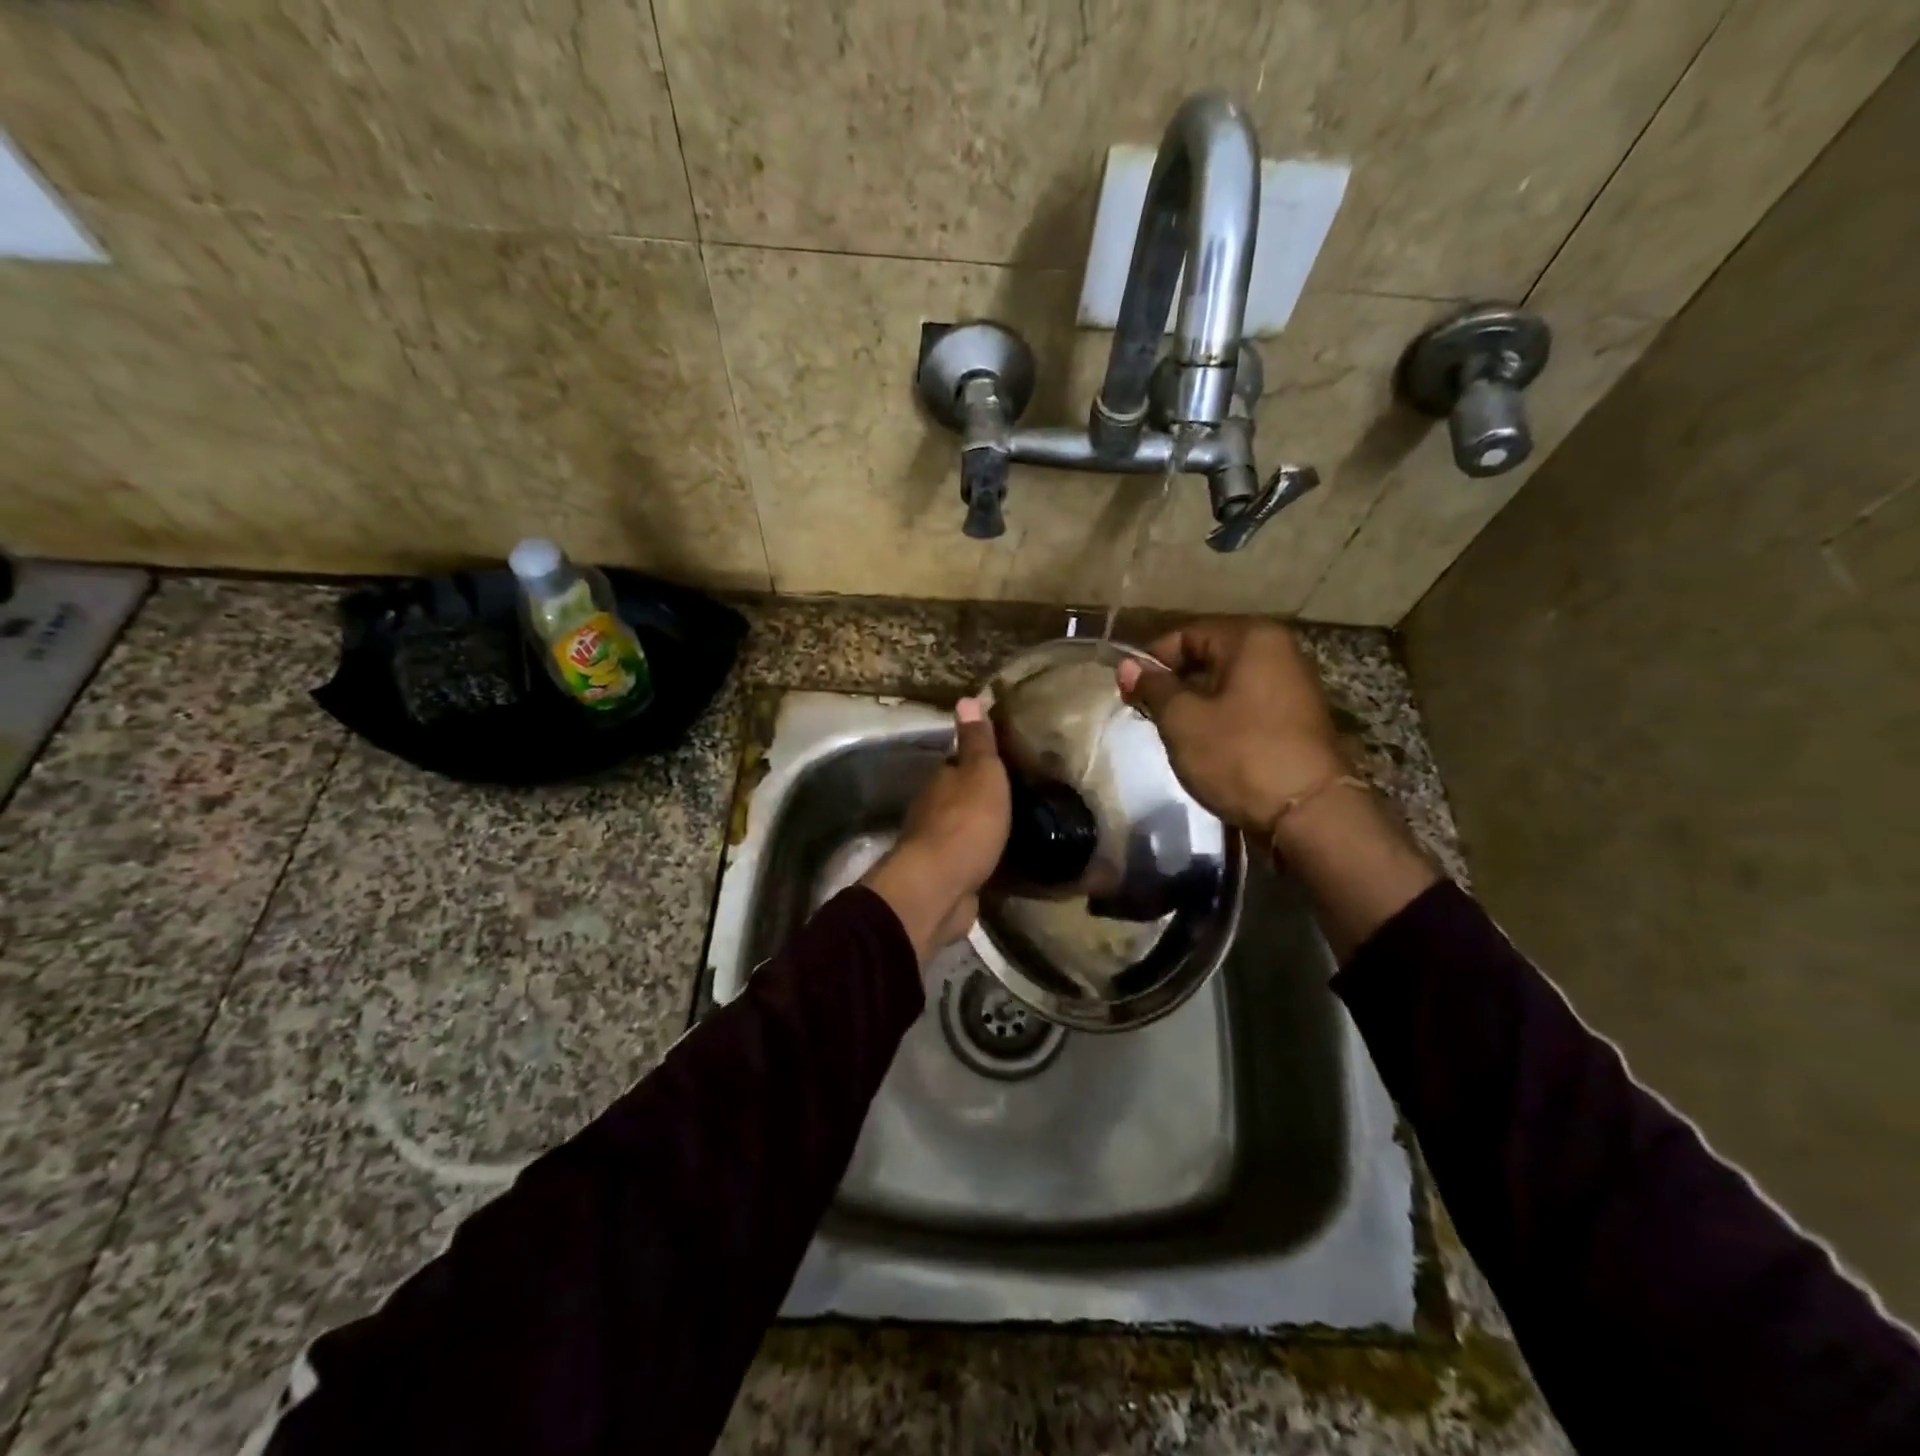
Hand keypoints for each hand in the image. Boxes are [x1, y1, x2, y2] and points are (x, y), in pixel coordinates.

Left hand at [862, 697, 1010, 962]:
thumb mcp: (981, 773)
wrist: (940, 887)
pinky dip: (982, 857)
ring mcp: (937, 847)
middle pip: (958, 797)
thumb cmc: (966, 823)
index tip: (1002, 761)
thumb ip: (977, 742)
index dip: (977, 761)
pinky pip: (969, 861)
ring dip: (981, 828)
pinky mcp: (947, 878)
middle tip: (1016, 796)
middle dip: (980, 797)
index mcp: (941, 781)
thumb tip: (967, 698)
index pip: (958, 763)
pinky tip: (1003, 860)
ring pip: (962, 830)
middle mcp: (933, 811)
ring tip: (1015, 827)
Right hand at [1116, 619, 1347, 838]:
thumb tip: (1127, 666)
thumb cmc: (1239, 755)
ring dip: (1196, 704)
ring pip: (1227, 684)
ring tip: (1172, 734)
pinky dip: (1221, 719)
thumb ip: (1154, 687)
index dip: (1151, 662)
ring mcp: (1293, 686)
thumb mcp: (1183, 720)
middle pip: (1208, 657)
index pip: (1186, 635)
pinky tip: (1205, 746)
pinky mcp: (1297, 720)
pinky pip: (1246, 706)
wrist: (1309, 813)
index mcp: (1252, 639)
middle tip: (1147, 715)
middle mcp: (1279, 651)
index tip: (1129, 693)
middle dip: (1173, 684)